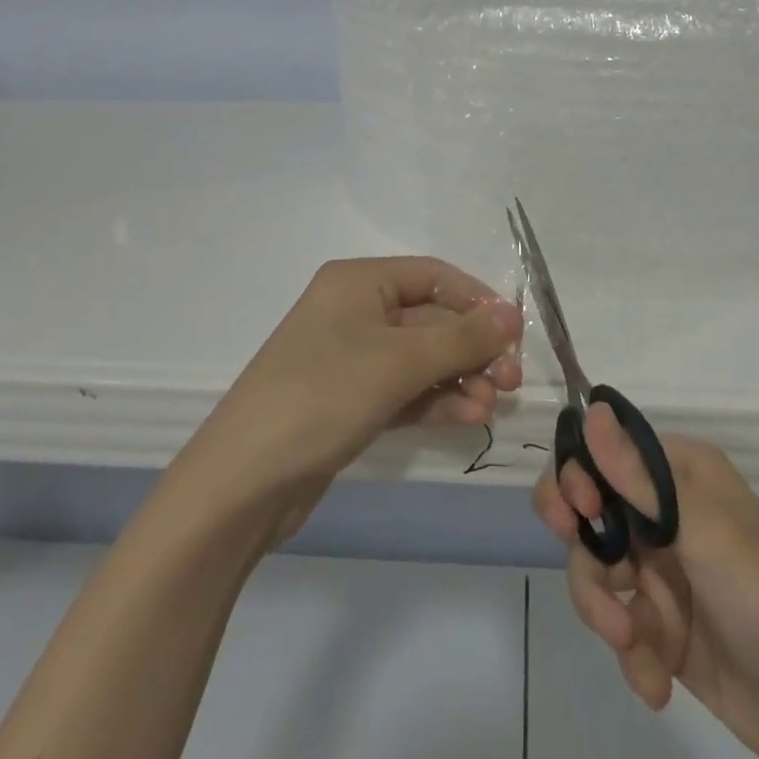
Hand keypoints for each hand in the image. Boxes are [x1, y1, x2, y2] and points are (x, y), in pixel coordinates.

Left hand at [181, 257, 523, 543]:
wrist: (244, 482)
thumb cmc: (323, 396)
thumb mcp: (398, 362)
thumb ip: (461, 338)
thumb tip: (513, 313)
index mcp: (358, 282)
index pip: (433, 276)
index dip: (476, 300)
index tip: (514, 333)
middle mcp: (354, 311)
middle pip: (430, 318)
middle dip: (472, 347)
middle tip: (511, 379)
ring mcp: (350, 358)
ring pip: (420, 358)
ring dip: (459, 377)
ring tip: (492, 404)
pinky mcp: (349, 400)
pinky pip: (403, 389)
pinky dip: (434, 400)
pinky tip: (467, 417)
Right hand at [535, 410, 758, 758]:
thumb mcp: (704, 532)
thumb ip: (639, 477)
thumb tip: (589, 408)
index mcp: (677, 473)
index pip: (604, 451)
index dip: (578, 477)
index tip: (577, 513)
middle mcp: (662, 512)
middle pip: (588, 511)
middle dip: (584, 550)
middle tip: (598, 582)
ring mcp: (659, 568)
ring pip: (595, 570)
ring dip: (605, 610)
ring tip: (634, 646)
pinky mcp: (659, 623)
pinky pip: (617, 621)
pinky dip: (631, 653)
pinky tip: (656, 682)